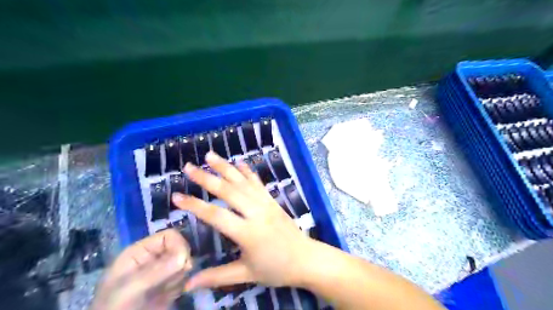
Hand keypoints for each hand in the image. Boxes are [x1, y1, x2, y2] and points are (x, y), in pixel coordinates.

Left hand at [90, 228, 192, 308]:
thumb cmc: (115, 307)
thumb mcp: (131, 287)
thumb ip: (157, 270)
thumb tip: (185, 257)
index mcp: (142, 251)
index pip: (169, 236)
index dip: (179, 245)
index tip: (183, 261)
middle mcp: (154, 258)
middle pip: (180, 248)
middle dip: (182, 262)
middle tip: (174, 279)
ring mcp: (163, 272)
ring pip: (185, 263)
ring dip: (181, 276)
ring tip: (166, 291)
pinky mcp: (169, 286)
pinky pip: (185, 277)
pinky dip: (183, 285)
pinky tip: (171, 296)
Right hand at [174, 152, 317, 289]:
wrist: (305, 259)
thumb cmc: (276, 268)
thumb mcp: (246, 274)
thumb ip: (217, 276)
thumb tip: (187, 284)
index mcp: (247, 232)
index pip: (216, 215)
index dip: (195, 205)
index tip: (176, 196)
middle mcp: (256, 212)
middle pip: (229, 191)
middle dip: (207, 178)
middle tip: (189, 167)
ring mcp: (266, 203)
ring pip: (243, 182)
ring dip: (226, 167)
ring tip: (210, 155)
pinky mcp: (273, 200)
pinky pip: (258, 183)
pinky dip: (247, 172)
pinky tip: (239, 162)